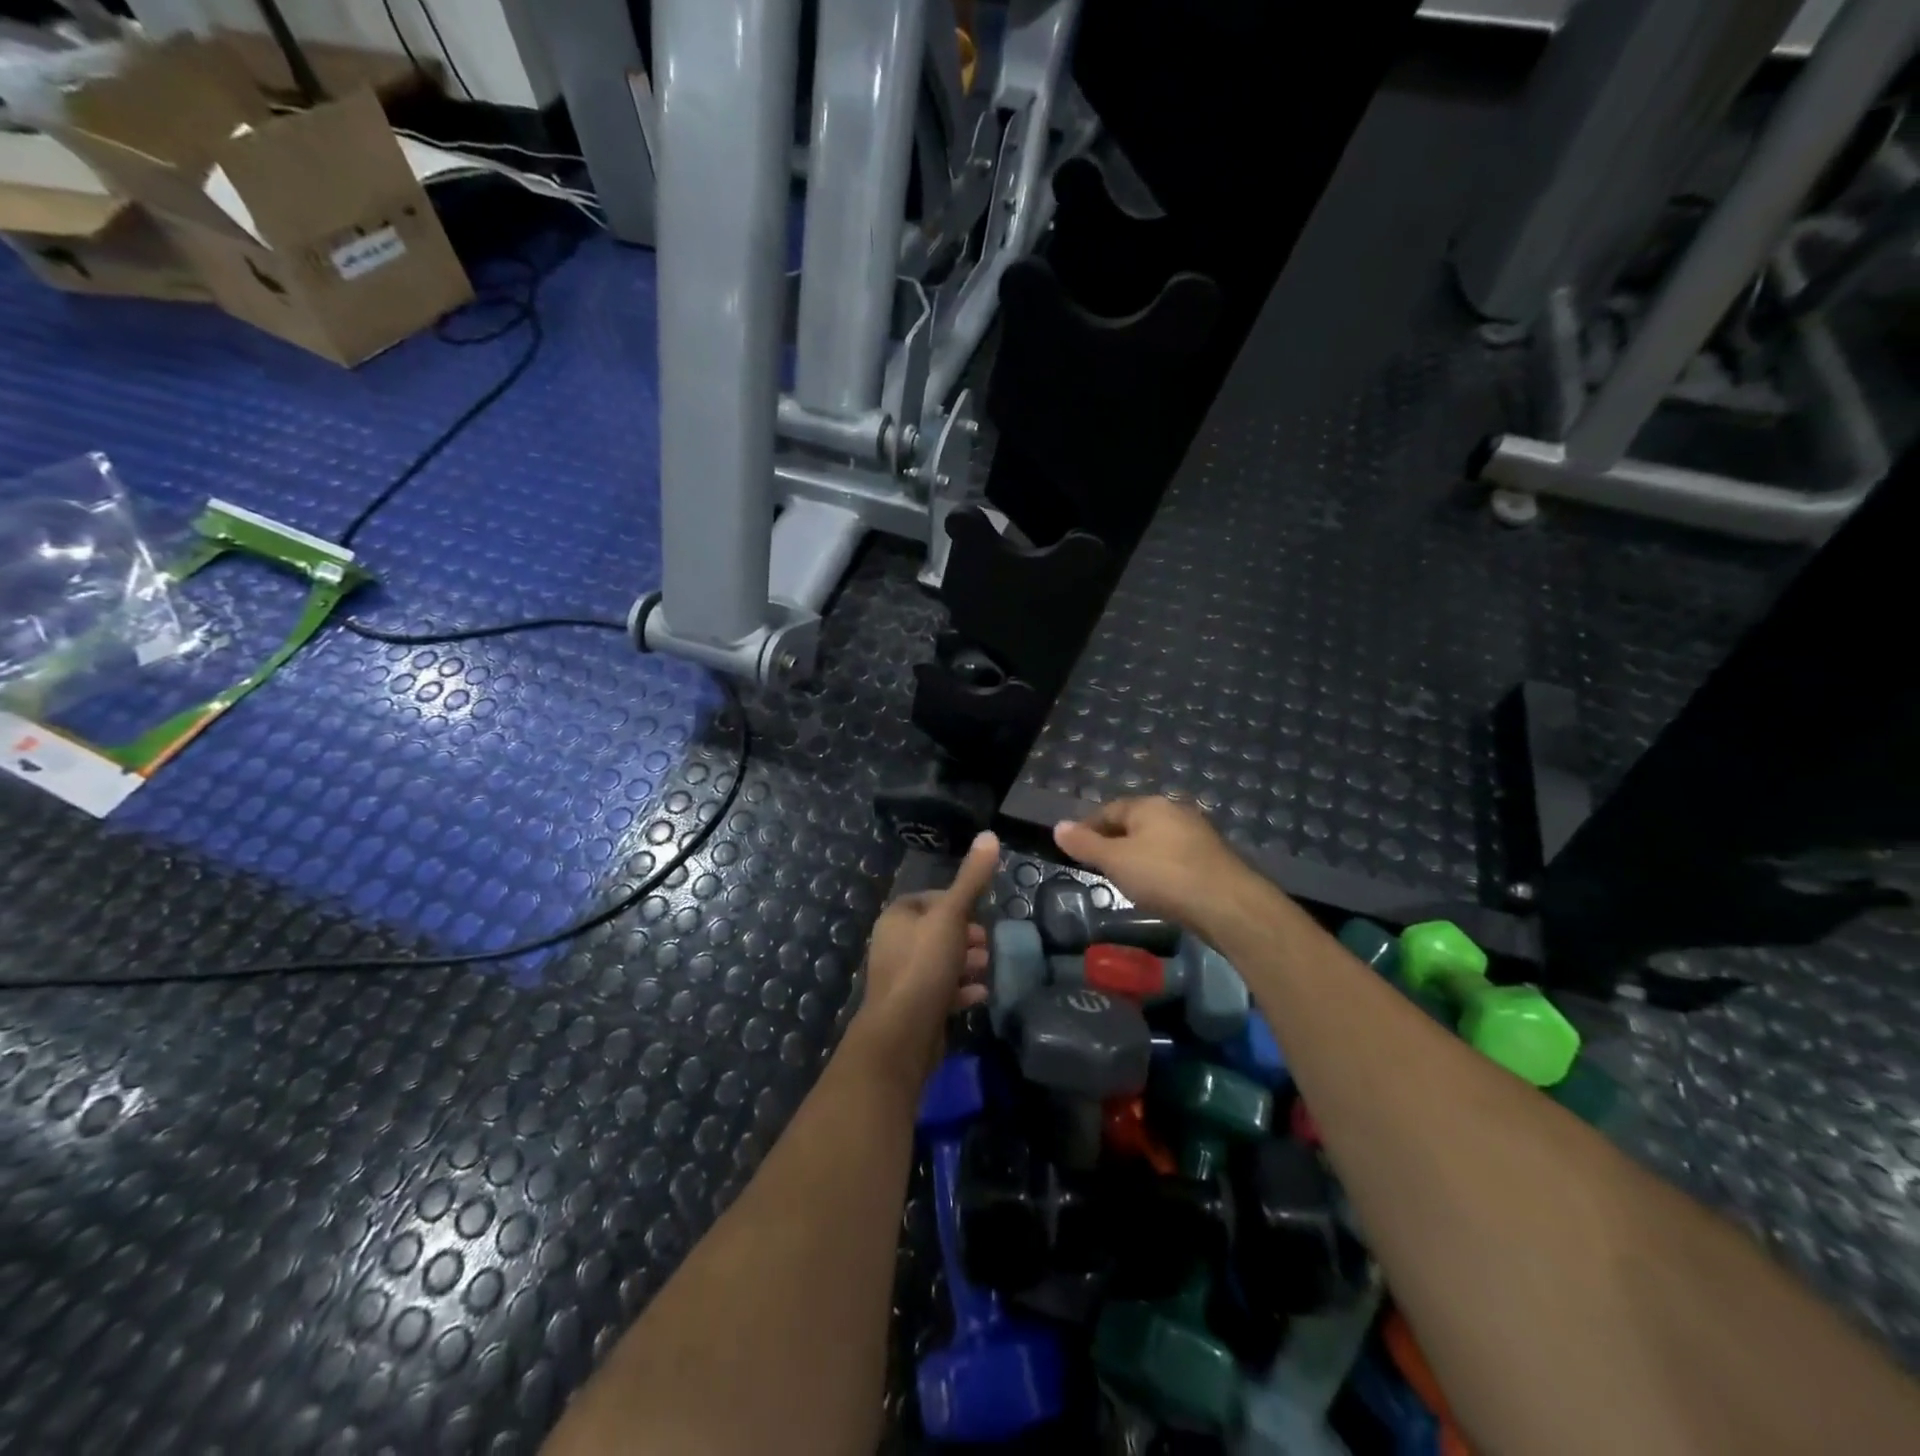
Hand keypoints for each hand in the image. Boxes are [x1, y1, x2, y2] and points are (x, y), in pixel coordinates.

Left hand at [852, 832, 1000, 1089]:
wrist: (902, 1034)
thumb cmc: (924, 965)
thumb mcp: (952, 916)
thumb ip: (972, 879)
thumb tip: (990, 835)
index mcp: (897, 917)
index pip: (929, 899)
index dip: (957, 903)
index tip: (980, 912)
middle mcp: (894, 944)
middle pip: (936, 931)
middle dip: (965, 935)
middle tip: (987, 943)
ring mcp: (902, 977)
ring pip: (940, 961)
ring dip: (966, 963)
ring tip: (988, 967)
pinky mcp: (913, 1007)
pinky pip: (940, 990)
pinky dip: (961, 989)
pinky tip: (980, 994)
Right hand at [1052, 797, 1257, 933]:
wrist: (1227, 905)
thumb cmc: (1163, 876)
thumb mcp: (1115, 861)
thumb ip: (1085, 844)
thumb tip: (1058, 826)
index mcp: (1149, 805)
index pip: (1108, 810)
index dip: (1087, 828)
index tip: (1074, 849)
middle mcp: (1174, 811)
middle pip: (1134, 823)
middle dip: (1114, 841)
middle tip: (1097, 865)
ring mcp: (1197, 834)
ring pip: (1156, 840)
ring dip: (1138, 855)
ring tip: (1124, 879)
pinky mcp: (1211, 858)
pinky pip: (1174, 857)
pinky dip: (1159, 868)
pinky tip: (1156, 888)